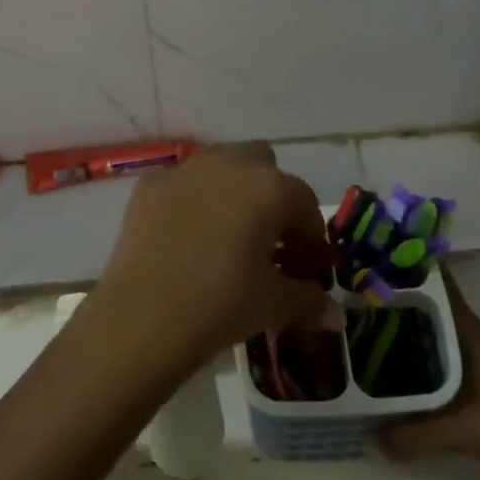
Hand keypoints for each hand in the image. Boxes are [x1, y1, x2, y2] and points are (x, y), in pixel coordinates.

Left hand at [91, 144, 338, 373]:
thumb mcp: (274, 305)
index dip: (310, 236)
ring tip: (227, 235)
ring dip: (232, 190)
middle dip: (271, 197)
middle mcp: (230, 163)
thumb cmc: (221, 304)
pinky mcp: (151, 183)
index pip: (304, 203)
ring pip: (222, 165)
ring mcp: (186, 168)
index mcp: (269, 187)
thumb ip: (310, 301)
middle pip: (264, 166)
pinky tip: (186, 236)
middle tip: (268, 241)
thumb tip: (335, 315)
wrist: (144, 315)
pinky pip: (183, 182)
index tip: (306, 266)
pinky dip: (192, 199)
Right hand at [378, 267, 479, 475]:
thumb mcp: (460, 430)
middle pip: (429, 308)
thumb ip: (414, 435)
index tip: (376, 257)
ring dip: (408, 332)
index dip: (411, 266)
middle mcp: (471, 336)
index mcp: (466, 330)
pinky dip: (422, 360)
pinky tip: (401, 374)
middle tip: (356, 298)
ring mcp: (479, 359)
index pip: (439, 283)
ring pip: (435, 334)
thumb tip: (370, 439)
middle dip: (397, 302)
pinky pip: (442, 360)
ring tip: (368, 332)